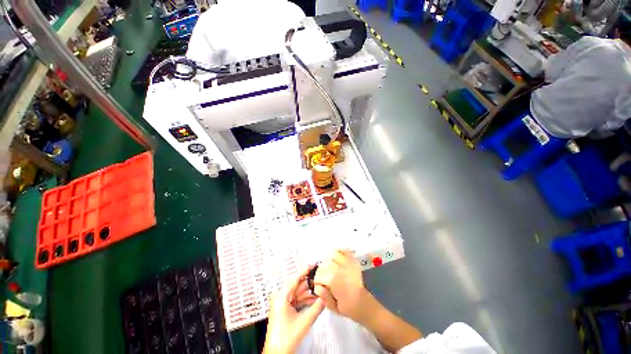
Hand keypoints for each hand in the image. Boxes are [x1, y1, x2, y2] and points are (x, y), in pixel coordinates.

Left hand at [263, 266, 325, 353]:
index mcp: (281, 296)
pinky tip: (314, 299)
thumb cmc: (286, 338)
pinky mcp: (285, 309)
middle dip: (309, 283)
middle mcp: (280, 297)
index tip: (312, 264)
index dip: (304, 270)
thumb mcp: (304, 321)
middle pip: (297, 286)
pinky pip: (296, 300)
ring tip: (320, 289)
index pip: (295, 279)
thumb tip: (325, 297)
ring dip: (309, 292)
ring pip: (298, 293)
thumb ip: (317, 308)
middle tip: (320, 278)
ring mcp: (282, 303)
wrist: (277, 353)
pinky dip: (305, 300)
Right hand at [313, 249, 370, 323]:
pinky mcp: (353, 261)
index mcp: (336, 283)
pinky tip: (336, 258)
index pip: (320, 275)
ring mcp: (349, 264)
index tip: (318, 285)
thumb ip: (324, 297)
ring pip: (333, 254)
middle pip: (325, 263)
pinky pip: (345, 250)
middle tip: (323, 277)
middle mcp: (342, 270)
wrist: (365, 304)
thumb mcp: (334, 309)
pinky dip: (338, 250)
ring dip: (328, 260)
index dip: (317, 280)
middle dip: (321, 269)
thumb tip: (317, 287)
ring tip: (329, 267)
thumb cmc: (349, 308)